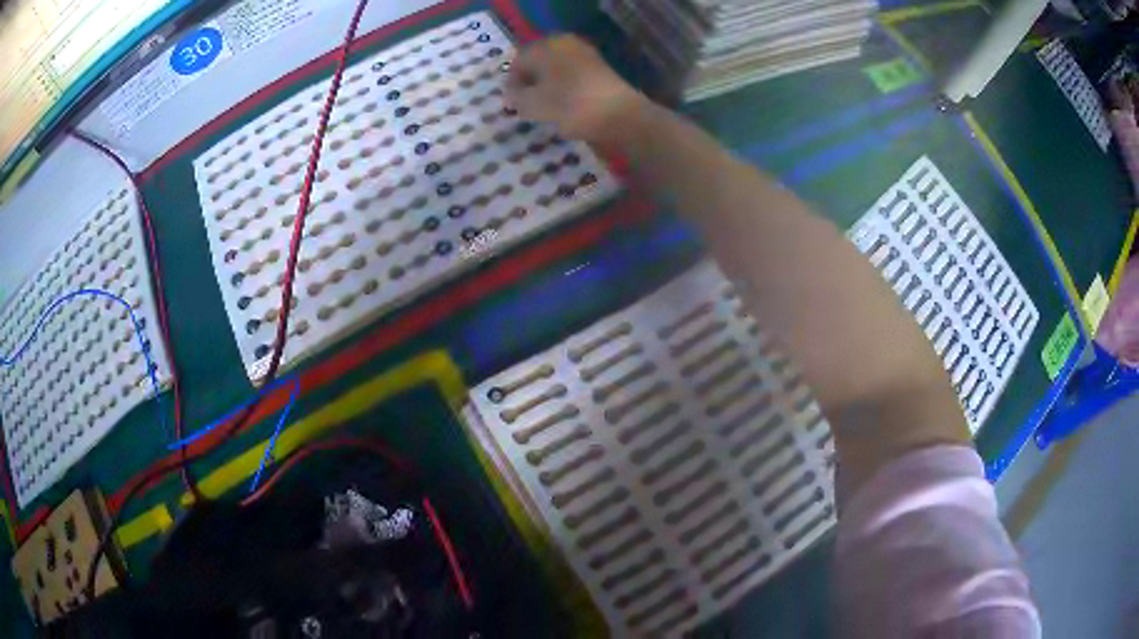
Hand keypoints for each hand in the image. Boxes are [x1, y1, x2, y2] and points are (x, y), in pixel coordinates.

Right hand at [506, 35, 646, 143]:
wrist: (621, 116)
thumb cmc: (571, 106)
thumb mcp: (533, 105)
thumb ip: (516, 97)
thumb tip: (513, 93)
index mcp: (545, 46)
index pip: (518, 62)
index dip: (512, 85)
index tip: (512, 106)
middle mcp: (565, 43)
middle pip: (538, 64)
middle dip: (531, 84)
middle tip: (527, 107)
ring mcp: (585, 54)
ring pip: (556, 70)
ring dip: (548, 87)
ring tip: (545, 110)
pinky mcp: (600, 69)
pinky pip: (573, 77)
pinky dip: (565, 90)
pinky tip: (565, 108)